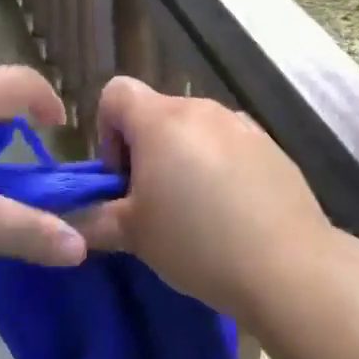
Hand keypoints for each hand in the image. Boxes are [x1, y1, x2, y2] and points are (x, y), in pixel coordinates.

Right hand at [74, 76, 334, 320]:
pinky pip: (230, 145)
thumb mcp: (134, 235)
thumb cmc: (197, 243)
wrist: (288, 266)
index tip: (121, 177)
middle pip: (157, 112)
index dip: (107, 129)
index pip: (116, 92)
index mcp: (161, 120)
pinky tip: (232, 211)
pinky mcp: (271, 146)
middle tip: (154, 203)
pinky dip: (220, 166)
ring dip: (184, 157)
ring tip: (196, 210)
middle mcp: (201, 109)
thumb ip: (93, 220)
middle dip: (146, 150)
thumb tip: (70, 220)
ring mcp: (241, 125)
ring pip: (196, 130)